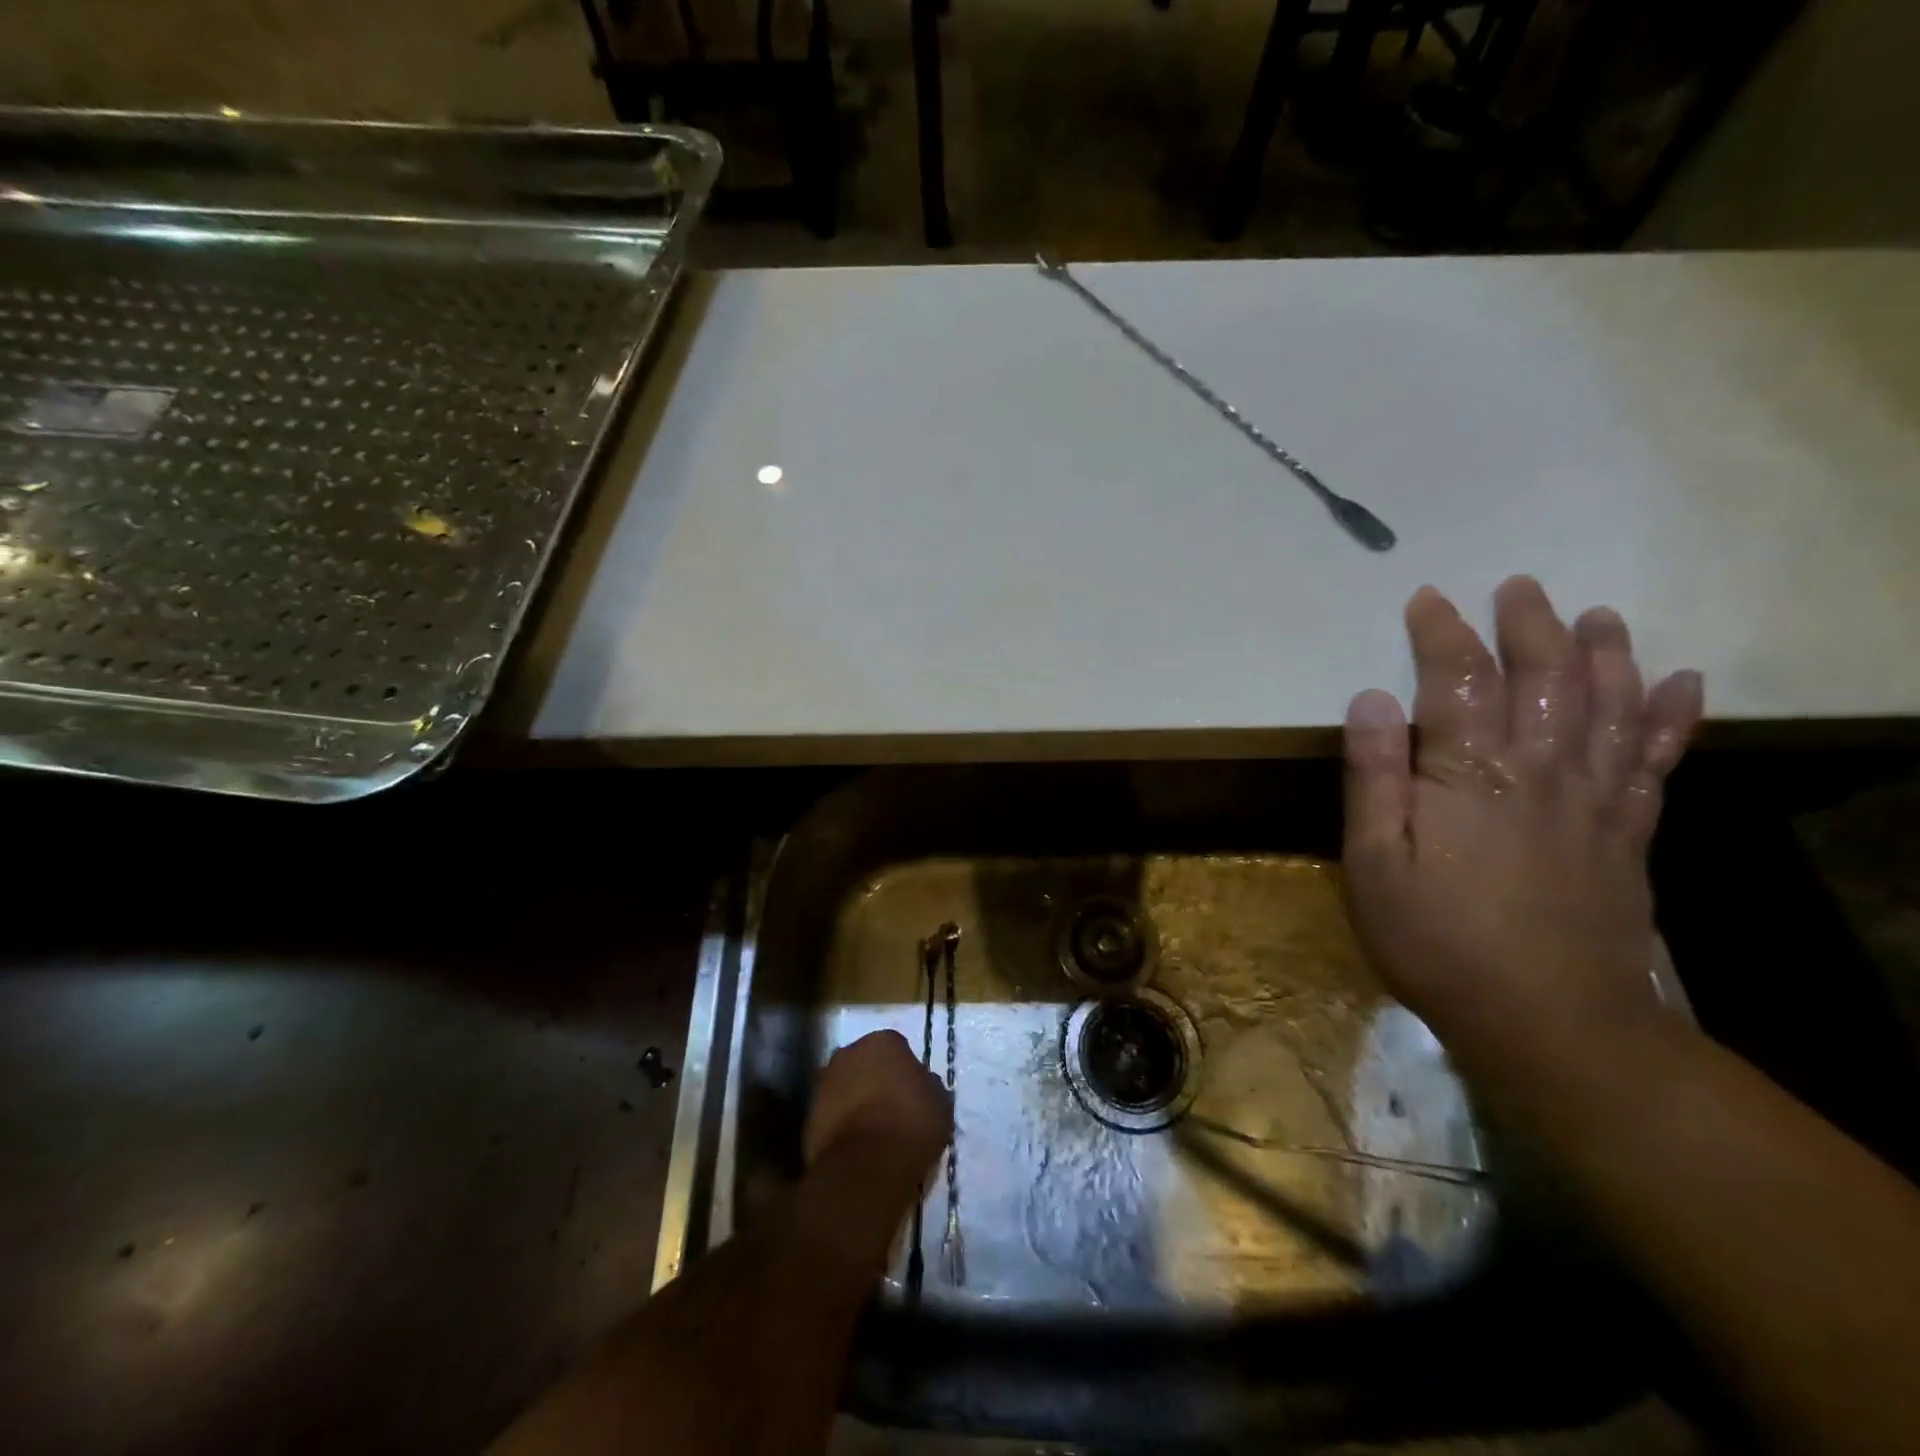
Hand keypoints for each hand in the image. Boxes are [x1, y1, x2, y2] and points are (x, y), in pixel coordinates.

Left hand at [805, 1030, 951, 1175]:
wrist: (866, 1165)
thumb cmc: (911, 1124)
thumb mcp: (940, 1104)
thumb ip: (929, 1087)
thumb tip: (924, 1085)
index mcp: (883, 1041)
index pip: (897, 1048)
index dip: (906, 1071)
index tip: (914, 1093)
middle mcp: (849, 1052)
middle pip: (866, 1063)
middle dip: (876, 1081)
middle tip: (893, 1110)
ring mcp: (824, 1082)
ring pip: (846, 1088)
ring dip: (856, 1103)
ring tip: (875, 1133)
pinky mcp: (808, 1114)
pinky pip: (832, 1115)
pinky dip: (842, 1126)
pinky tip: (858, 1147)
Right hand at [1341, 576, 1704, 1074]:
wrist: (1548, 1019)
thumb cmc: (1436, 939)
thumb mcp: (1372, 862)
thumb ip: (1373, 776)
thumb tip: (1371, 698)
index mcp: (1468, 773)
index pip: (1459, 680)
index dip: (1443, 633)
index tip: (1428, 598)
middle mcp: (1539, 768)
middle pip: (1544, 677)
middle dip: (1530, 625)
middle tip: (1520, 587)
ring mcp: (1593, 798)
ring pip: (1607, 705)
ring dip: (1605, 654)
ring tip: (1600, 615)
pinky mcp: (1627, 832)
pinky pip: (1655, 760)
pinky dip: (1670, 717)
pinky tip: (1680, 683)